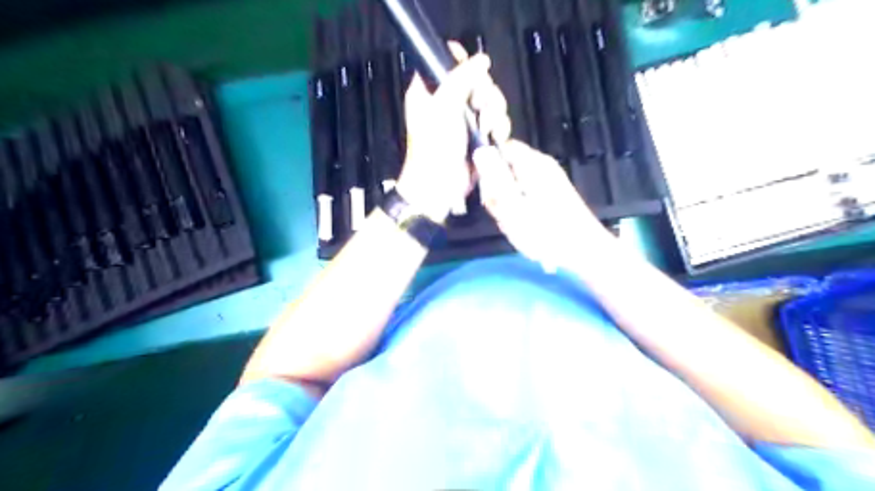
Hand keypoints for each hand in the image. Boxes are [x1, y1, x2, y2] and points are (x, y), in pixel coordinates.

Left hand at [398, 42, 514, 222]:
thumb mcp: (443, 107)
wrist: (440, 186)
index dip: (462, 62)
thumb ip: (461, 78)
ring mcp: (464, 120)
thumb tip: (481, 60)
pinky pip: (496, 121)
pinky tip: (493, 135)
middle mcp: (447, 102)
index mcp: (430, 91)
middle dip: (485, 92)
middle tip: (479, 106)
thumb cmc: (432, 149)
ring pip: (490, 100)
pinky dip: (499, 126)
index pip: (447, 62)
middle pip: (476, 80)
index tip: (471, 74)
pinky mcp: (478, 135)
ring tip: (486, 126)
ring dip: (494, 112)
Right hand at [471, 141, 610, 271]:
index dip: (487, 162)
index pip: (502, 146)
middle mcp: (541, 166)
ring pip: (514, 185)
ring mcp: (548, 181)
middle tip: (501, 212)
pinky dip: (520, 210)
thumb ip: (494, 177)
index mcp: (532, 163)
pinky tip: (523, 226)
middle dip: (497, 189)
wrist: (583, 252)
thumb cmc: (544, 231)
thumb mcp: (511, 205)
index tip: (482, 185)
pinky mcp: (552, 196)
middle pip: (506, 167)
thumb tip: (479, 151)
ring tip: (513, 223)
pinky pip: (525, 197)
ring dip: (507, 204)